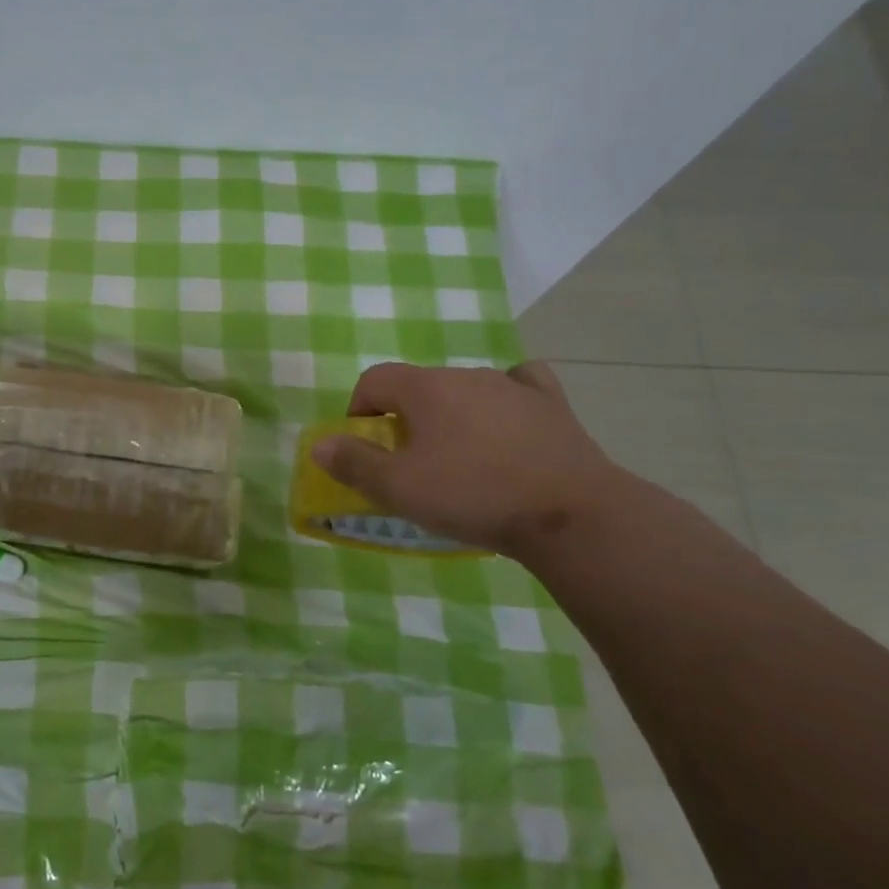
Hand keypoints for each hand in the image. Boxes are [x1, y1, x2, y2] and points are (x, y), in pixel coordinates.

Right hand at [311, 361, 626, 558]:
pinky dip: (507, 398)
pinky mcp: (551, 404)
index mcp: (425, 387)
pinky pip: (521, 385)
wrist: (569, 514)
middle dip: (405, 416)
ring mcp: (512, 385)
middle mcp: (466, 374)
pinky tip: (510, 420)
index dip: (359, 408)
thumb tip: (319, 444)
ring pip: (466, 389)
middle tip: (410, 462)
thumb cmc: (473, 495)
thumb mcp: (400, 489)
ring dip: (451, 414)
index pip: (375, 379)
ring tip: (460, 458)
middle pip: (420, 385)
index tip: (364, 445)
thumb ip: (354, 463)